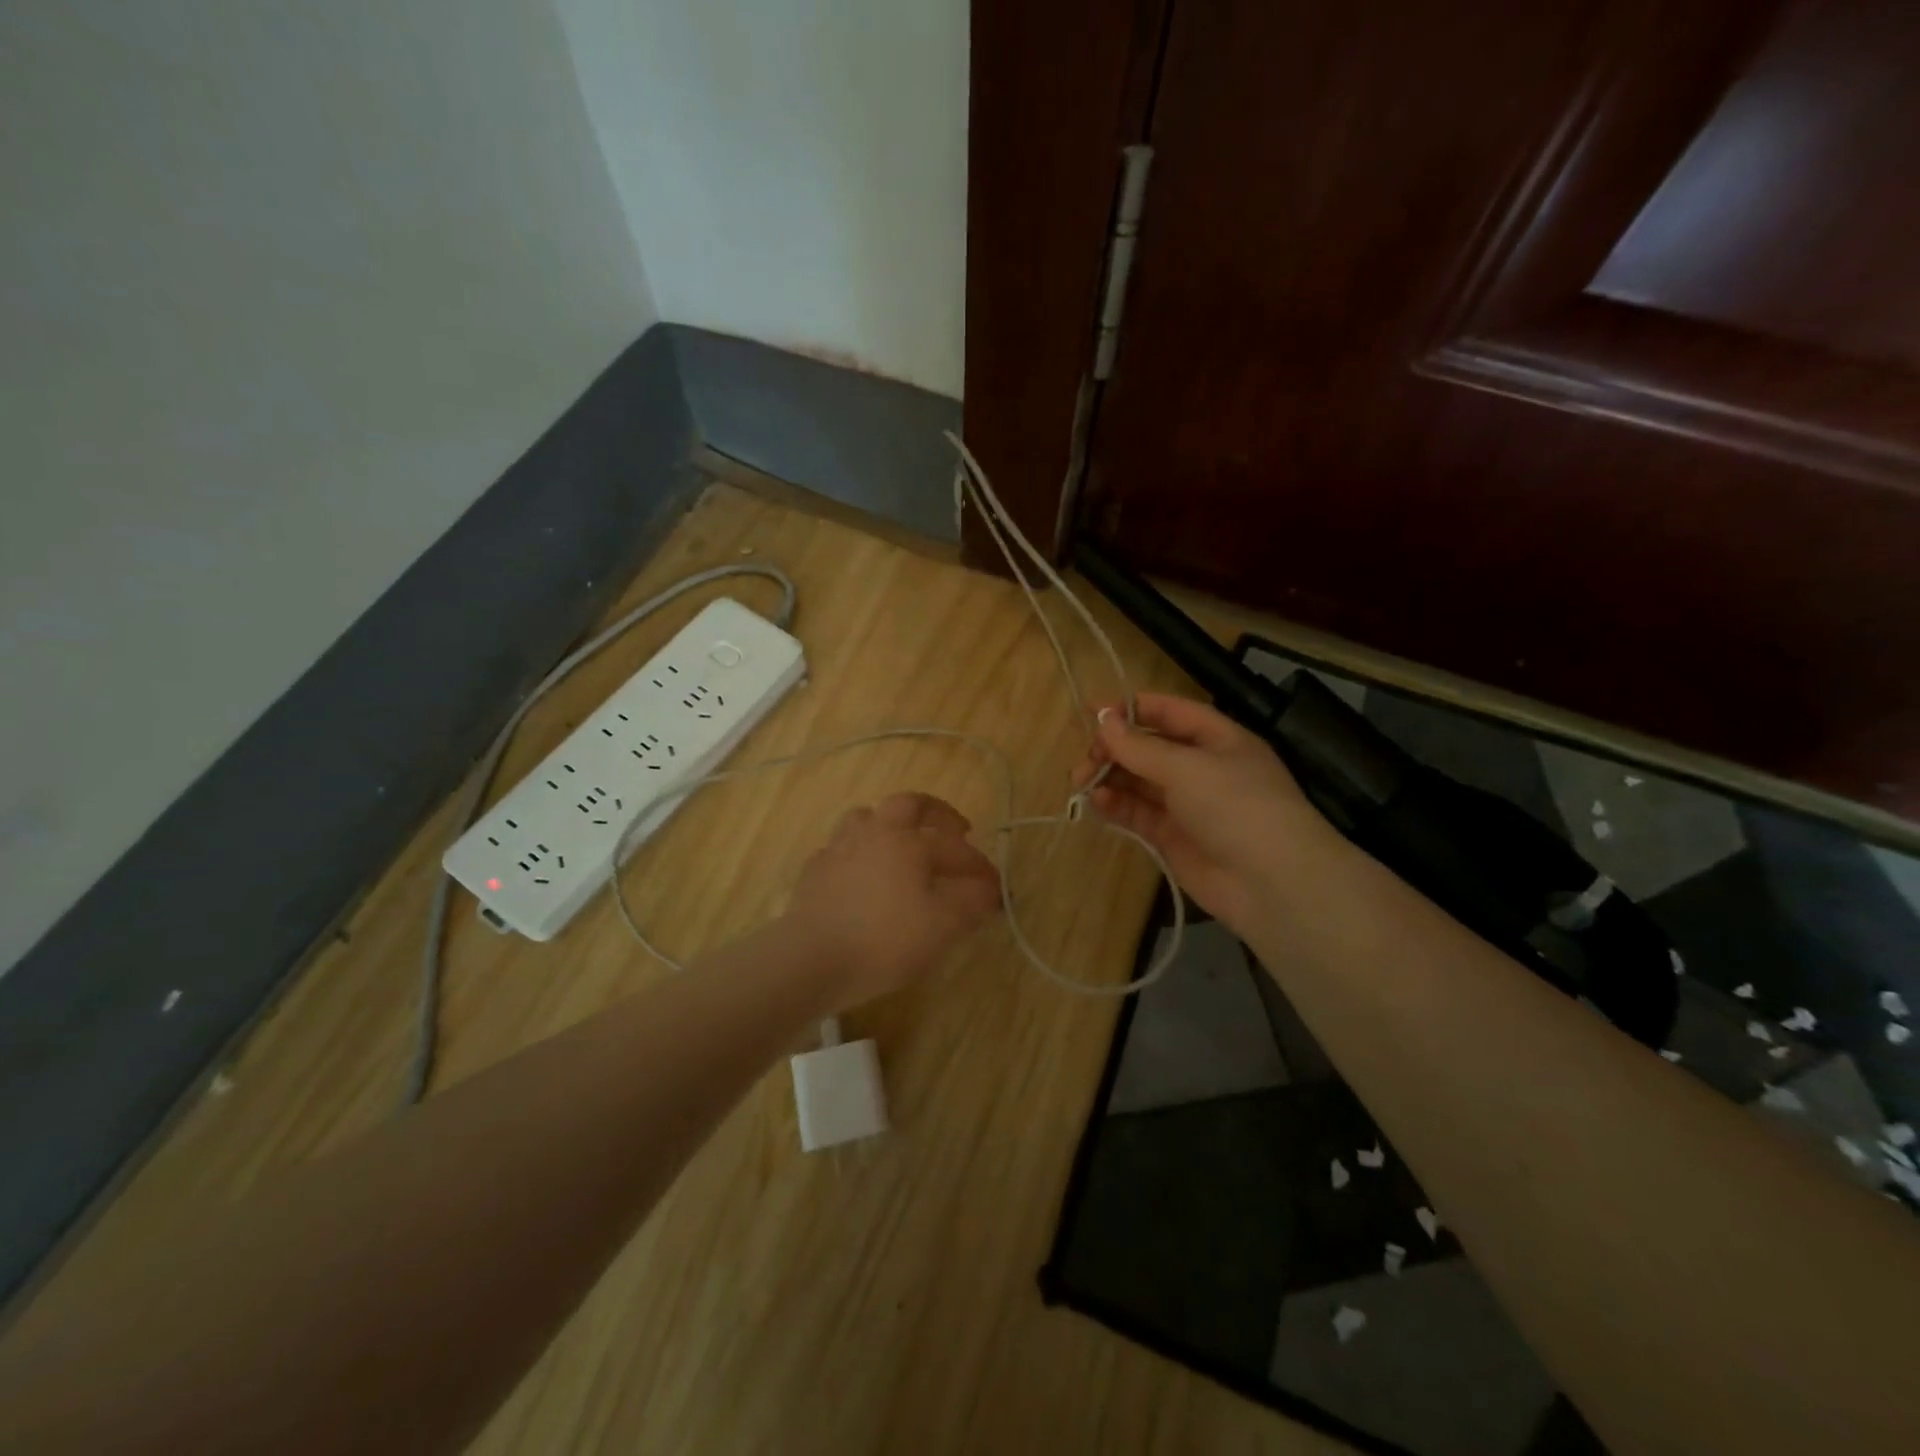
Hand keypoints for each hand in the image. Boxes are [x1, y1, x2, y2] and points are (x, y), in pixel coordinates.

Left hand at [785, 792, 1001, 1008]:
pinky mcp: (814, 870)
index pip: (955, 847)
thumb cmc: (883, 940)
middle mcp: (874, 833)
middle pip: (908, 804)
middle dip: (937, 812)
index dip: (979, 866)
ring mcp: (839, 848)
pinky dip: (859, 851)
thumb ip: (971, 902)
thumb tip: (990, 889)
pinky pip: (841, 847)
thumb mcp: (941, 926)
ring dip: (891, 823)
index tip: (996, 889)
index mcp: (908, 841)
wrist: (809, 959)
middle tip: (955, 830)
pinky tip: (862, 872)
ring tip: (903, 842)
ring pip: (867, 817)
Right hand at [1075, 693, 1324, 931]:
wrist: (1270, 883)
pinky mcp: (1173, 838)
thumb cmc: (1235, 806)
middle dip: (1116, 748)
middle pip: (1150, 748)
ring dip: (1111, 778)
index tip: (1093, 713)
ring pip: (1140, 782)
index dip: (1133, 709)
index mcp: (1218, 740)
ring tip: (1082, 781)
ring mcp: (1187, 805)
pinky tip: (1097, 803)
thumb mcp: (1186, 767)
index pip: (1171, 712)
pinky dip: (1116, 806)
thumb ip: (1140, 746)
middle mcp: (1202, 768)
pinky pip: (1138, 814)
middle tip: (1087, 758)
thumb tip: (1102, 720)